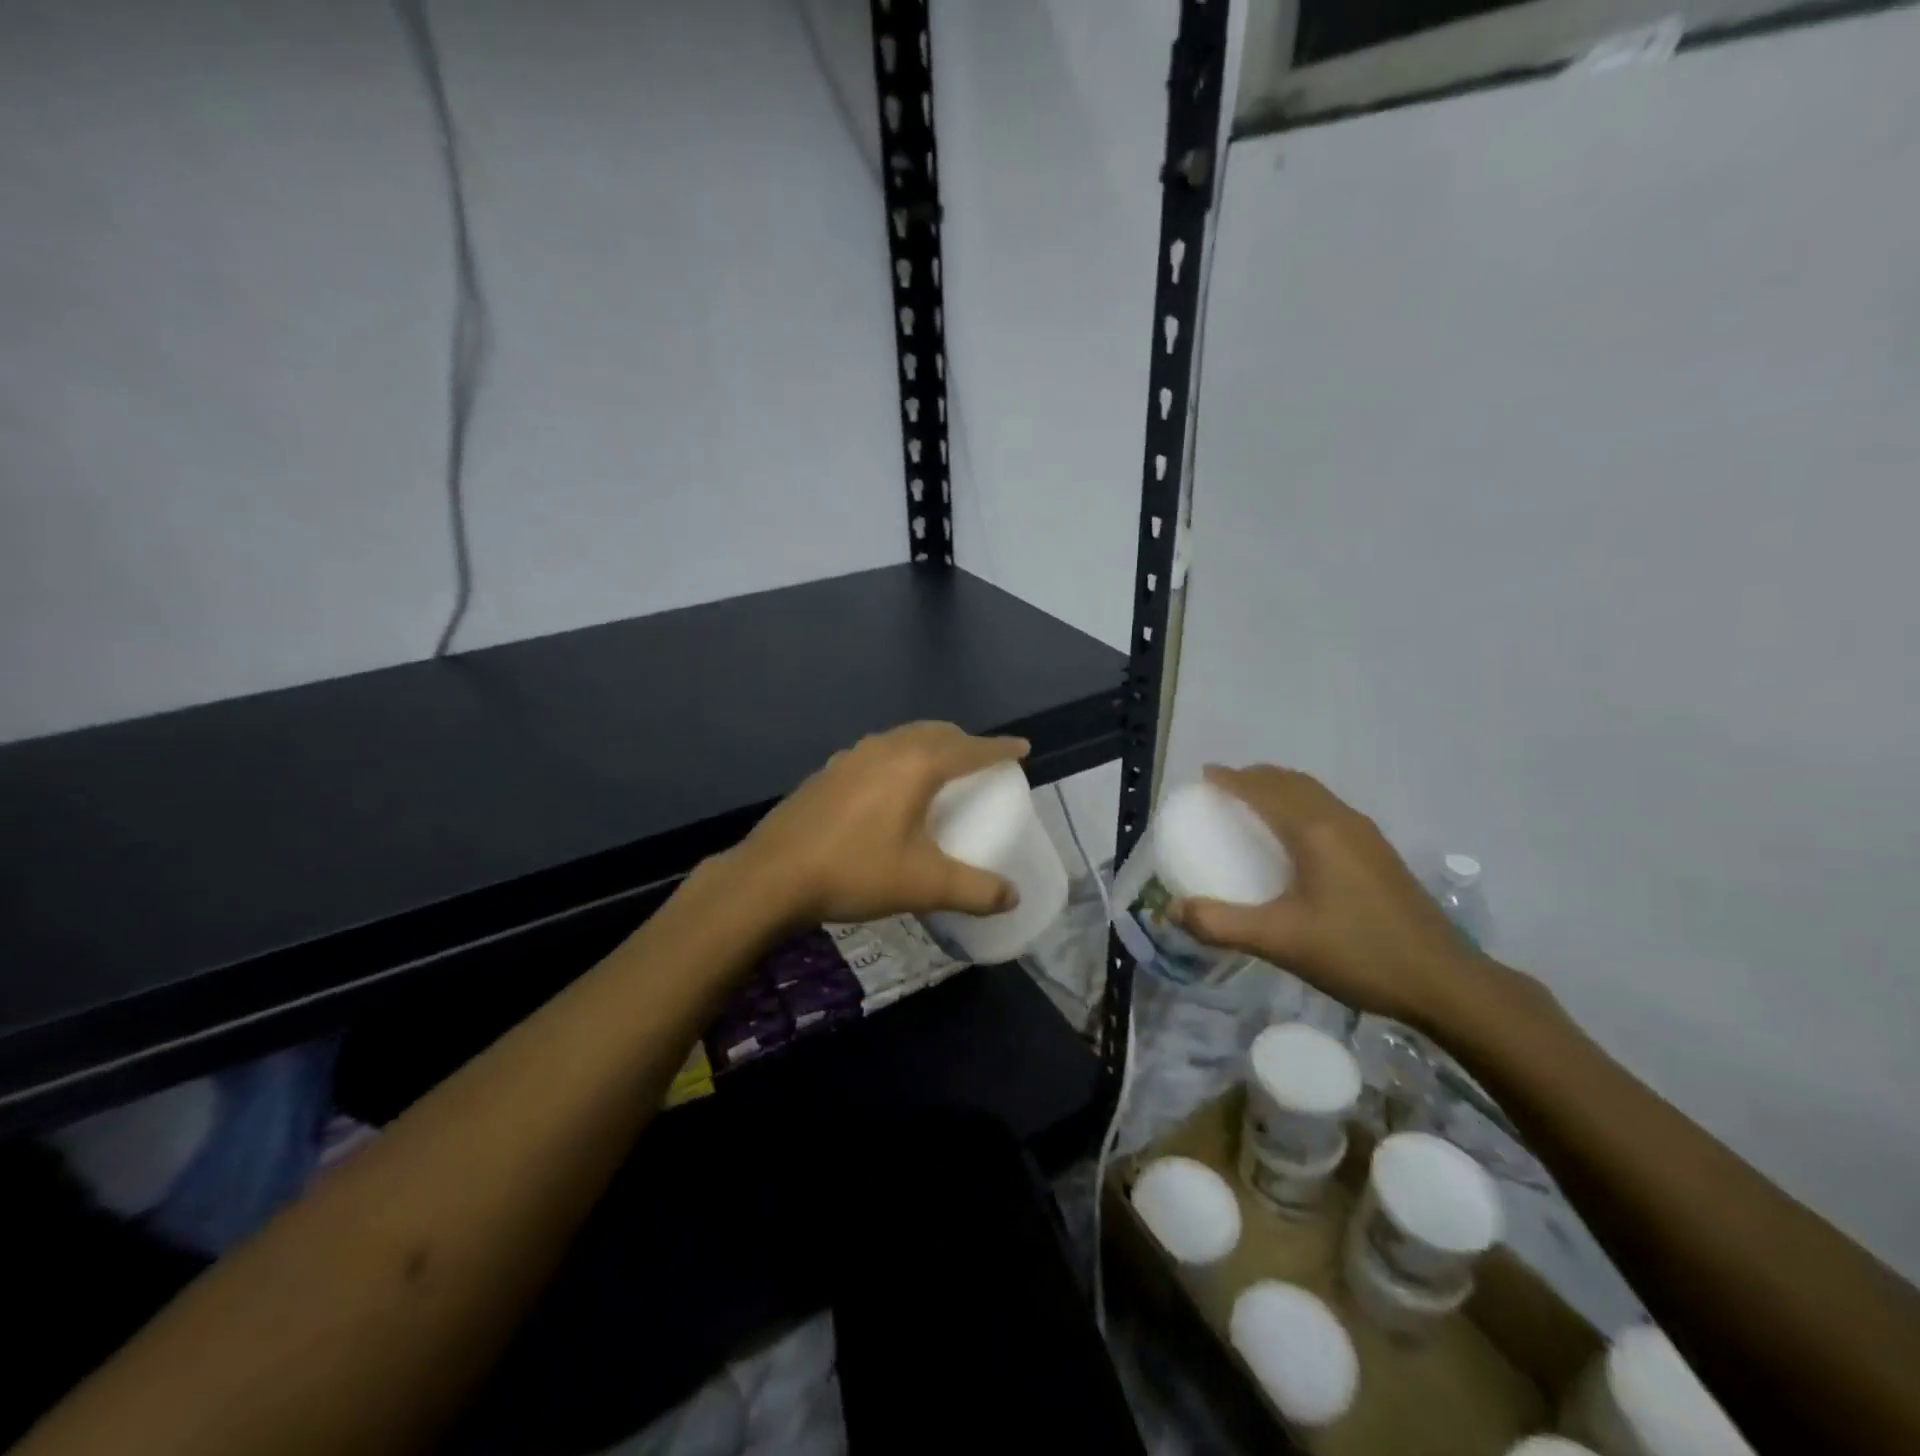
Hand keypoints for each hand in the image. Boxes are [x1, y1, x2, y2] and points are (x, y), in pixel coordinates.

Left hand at [730, 722, 1028, 927]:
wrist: (773, 876)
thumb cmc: (856, 872)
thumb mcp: (924, 885)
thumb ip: (975, 890)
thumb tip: (1012, 895)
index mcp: (916, 765)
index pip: (970, 748)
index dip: (1000, 748)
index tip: (1022, 748)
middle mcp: (885, 749)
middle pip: (936, 733)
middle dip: (964, 741)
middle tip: (982, 760)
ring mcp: (851, 756)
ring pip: (902, 738)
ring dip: (929, 745)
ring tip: (939, 767)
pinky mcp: (827, 771)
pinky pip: (876, 752)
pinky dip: (898, 758)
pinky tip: (888, 786)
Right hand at [1171, 765, 1495, 1032]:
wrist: (1444, 982)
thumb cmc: (1357, 953)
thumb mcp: (1280, 941)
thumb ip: (1221, 924)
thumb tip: (1172, 910)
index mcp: (1314, 830)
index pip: (1264, 788)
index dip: (1231, 778)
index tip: (1203, 776)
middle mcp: (1341, 820)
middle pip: (1290, 781)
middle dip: (1253, 778)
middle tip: (1222, 790)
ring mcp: (1365, 835)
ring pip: (1313, 793)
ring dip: (1279, 789)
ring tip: (1253, 806)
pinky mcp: (1379, 853)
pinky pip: (1328, 809)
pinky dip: (1300, 805)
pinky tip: (1295, 840)